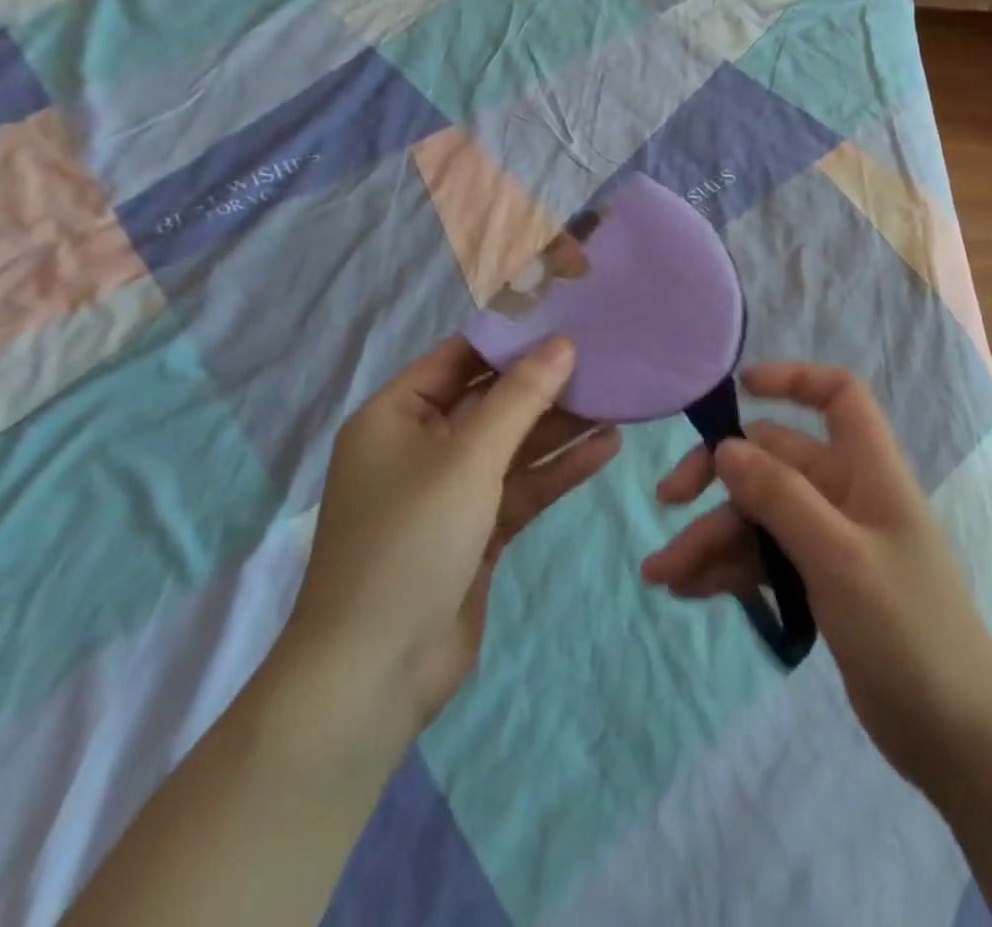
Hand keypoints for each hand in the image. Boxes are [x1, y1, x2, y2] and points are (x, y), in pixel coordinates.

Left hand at [278, 336, 620, 742]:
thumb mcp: (468, 458)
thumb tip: (562, 344)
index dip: (511, 339)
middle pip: (491, 402)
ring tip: (617, 400)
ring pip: (513, 446)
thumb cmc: (410, 541)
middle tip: (604, 359)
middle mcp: (420, 448)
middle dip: (545, 385)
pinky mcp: (475, 532)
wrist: (374, 672)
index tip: (565, 319)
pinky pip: (521, 487)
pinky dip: (558, 470)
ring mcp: (449, 493)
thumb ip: (519, 398)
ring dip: (560, 428)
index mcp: (395, 417)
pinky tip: (606, 448)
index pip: (459, 359)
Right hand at [641, 363, 991, 790]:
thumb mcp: (840, 557)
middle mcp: (847, 495)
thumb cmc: (908, 630)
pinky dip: (727, 570)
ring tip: (662, 575)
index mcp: (868, 471)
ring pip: (759, 517)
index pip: (839, 397)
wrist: (955, 738)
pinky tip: (688, 591)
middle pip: (774, 461)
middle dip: (719, 478)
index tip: (739, 389)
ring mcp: (830, 542)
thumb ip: (781, 498)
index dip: (794, 379)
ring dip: (711, 537)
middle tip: (668, 501)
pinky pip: (763, 559)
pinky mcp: (818, 585)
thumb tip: (725, 447)